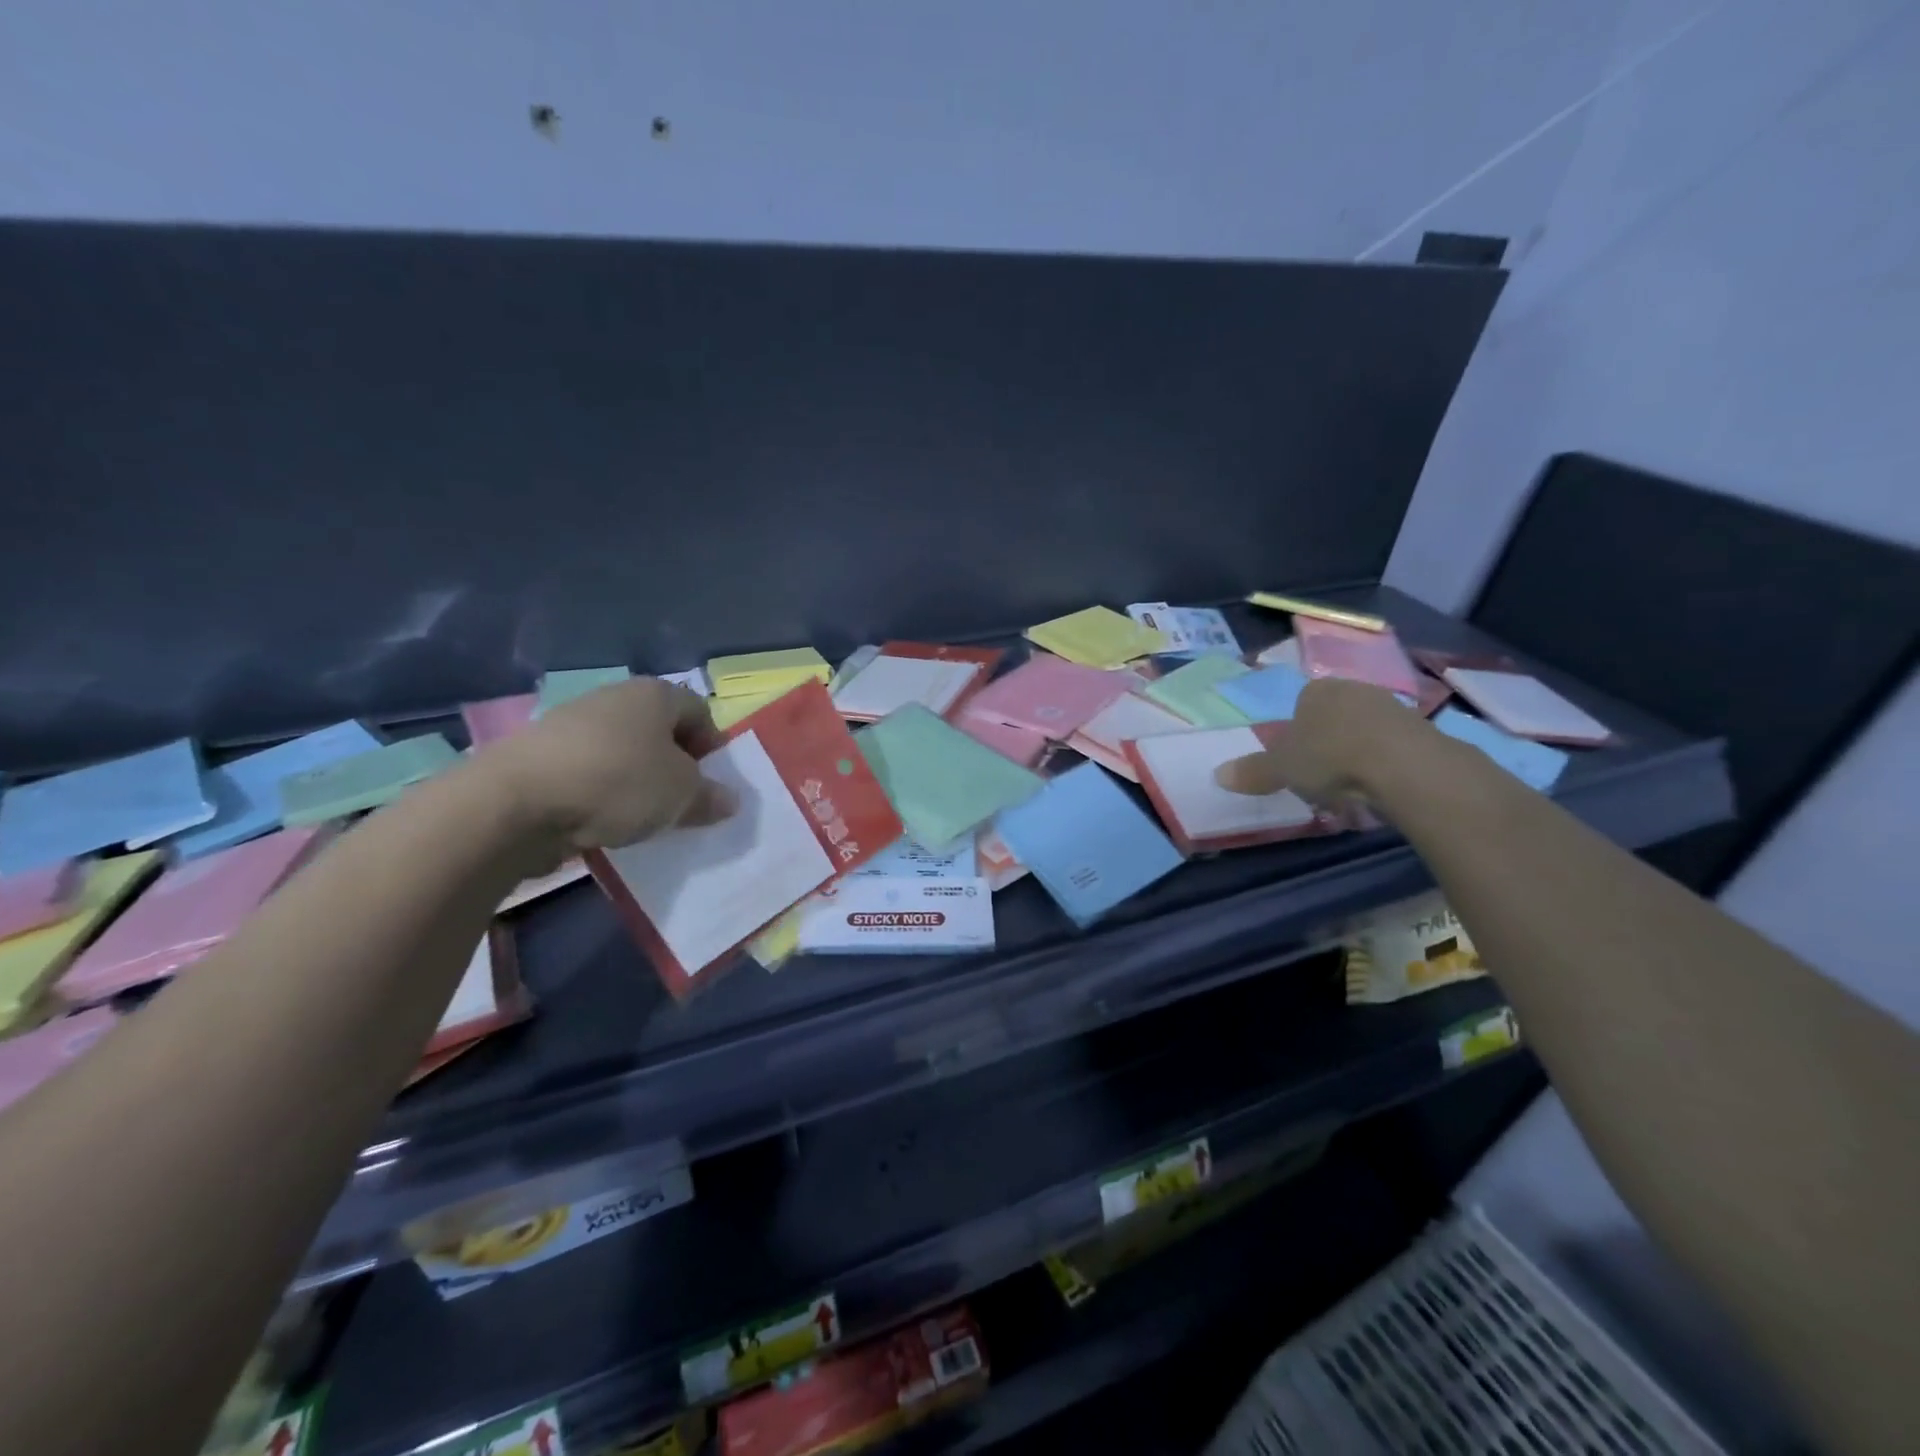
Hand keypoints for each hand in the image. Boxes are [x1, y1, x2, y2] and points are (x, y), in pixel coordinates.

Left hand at [488, 678, 736, 855]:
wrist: (515, 802)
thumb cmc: (618, 782)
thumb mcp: (681, 795)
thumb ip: (710, 796)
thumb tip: (728, 800)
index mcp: (654, 694)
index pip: (700, 712)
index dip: (713, 747)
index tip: (711, 784)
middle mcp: (615, 699)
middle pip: (660, 732)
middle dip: (675, 768)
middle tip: (681, 804)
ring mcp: (573, 724)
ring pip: (624, 754)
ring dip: (638, 783)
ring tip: (642, 819)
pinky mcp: (542, 756)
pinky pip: (589, 773)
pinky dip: (601, 795)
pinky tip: (602, 823)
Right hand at [1213, 677, 1414, 813]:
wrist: (1404, 765)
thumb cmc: (1330, 756)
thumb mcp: (1281, 768)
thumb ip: (1253, 771)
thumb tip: (1218, 774)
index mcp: (1316, 690)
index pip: (1301, 705)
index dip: (1295, 734)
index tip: (1296, 762)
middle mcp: (1354, 690)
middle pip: (1334, 718)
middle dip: (1327, 745)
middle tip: (1321, 778)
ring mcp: (1392, 707)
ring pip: (1364, 733)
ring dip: (1357, 756)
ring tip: (1351, 790)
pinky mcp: (1423, 731)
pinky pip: (1392, 749)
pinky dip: (1384, 767)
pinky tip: (1380, 790)